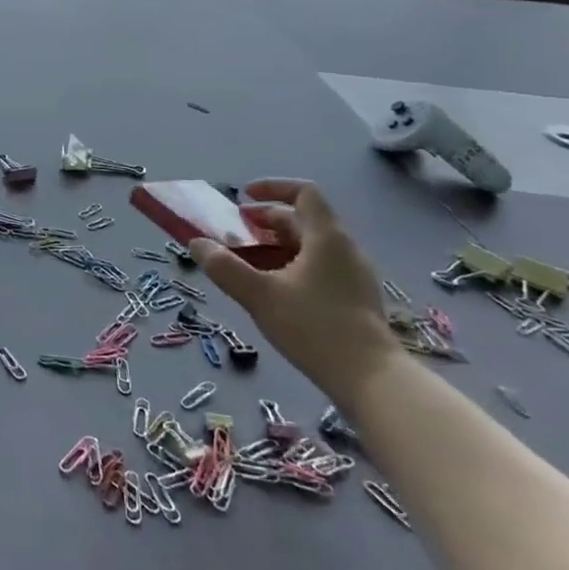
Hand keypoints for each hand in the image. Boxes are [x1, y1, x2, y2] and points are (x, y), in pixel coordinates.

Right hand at [189, 178, 400, 398]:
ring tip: (248, 261)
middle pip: (304, 220)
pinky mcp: (356, 299)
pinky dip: (291, 265)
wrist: (372, 381)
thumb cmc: (314, 327)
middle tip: (235, 233)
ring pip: (311, 246)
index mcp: (327, 238)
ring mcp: (354, 275)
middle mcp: (345, 249)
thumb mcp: (259, 295)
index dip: (272, 188)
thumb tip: (196, 244)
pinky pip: (319, 267)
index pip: (304, 193)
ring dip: (276, 245)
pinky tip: (274, 290)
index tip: (243, 198)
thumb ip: (224, 267)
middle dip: (266, 221)